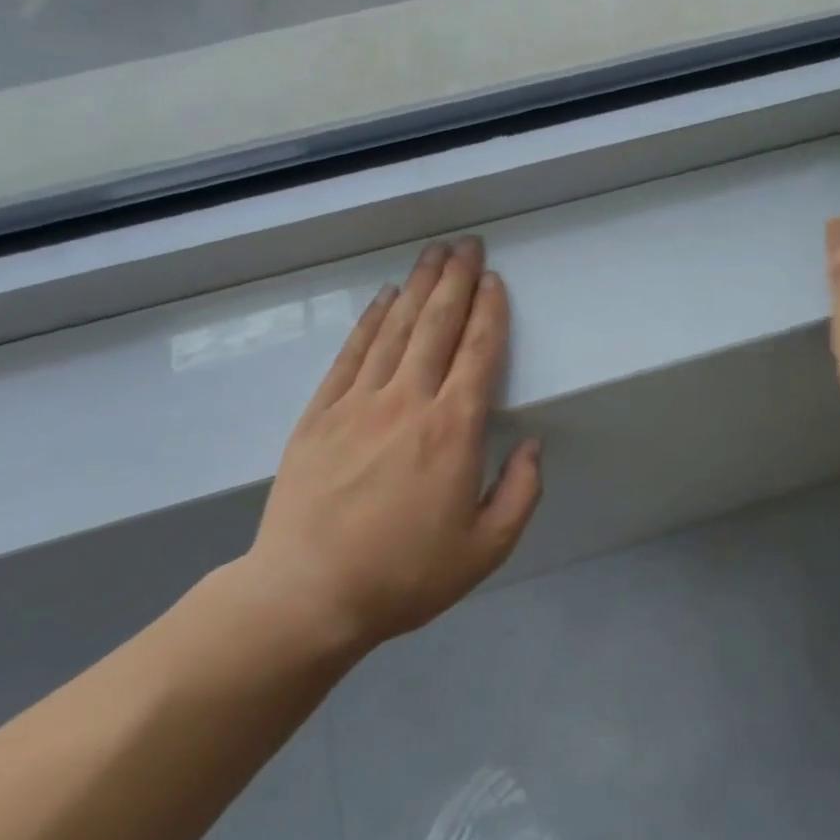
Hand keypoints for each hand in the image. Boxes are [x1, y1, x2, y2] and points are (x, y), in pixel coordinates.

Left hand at [235, 239, 541, 656]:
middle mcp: (408, 402)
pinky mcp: (320, 414)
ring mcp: (358, 403)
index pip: (478, 354)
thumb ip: (520, 492)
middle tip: (467, 244)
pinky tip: (383, 299)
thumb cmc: (405, 575)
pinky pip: (351, 354)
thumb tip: (532, 444)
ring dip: (417, 287)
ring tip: (433, 254)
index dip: (489, 312)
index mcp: (452, 431)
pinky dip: (370, 321)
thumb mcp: (486, 549)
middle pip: (436, 326)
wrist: (307, 595)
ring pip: (395, 330)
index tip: (494, 280)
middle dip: (455, 280)